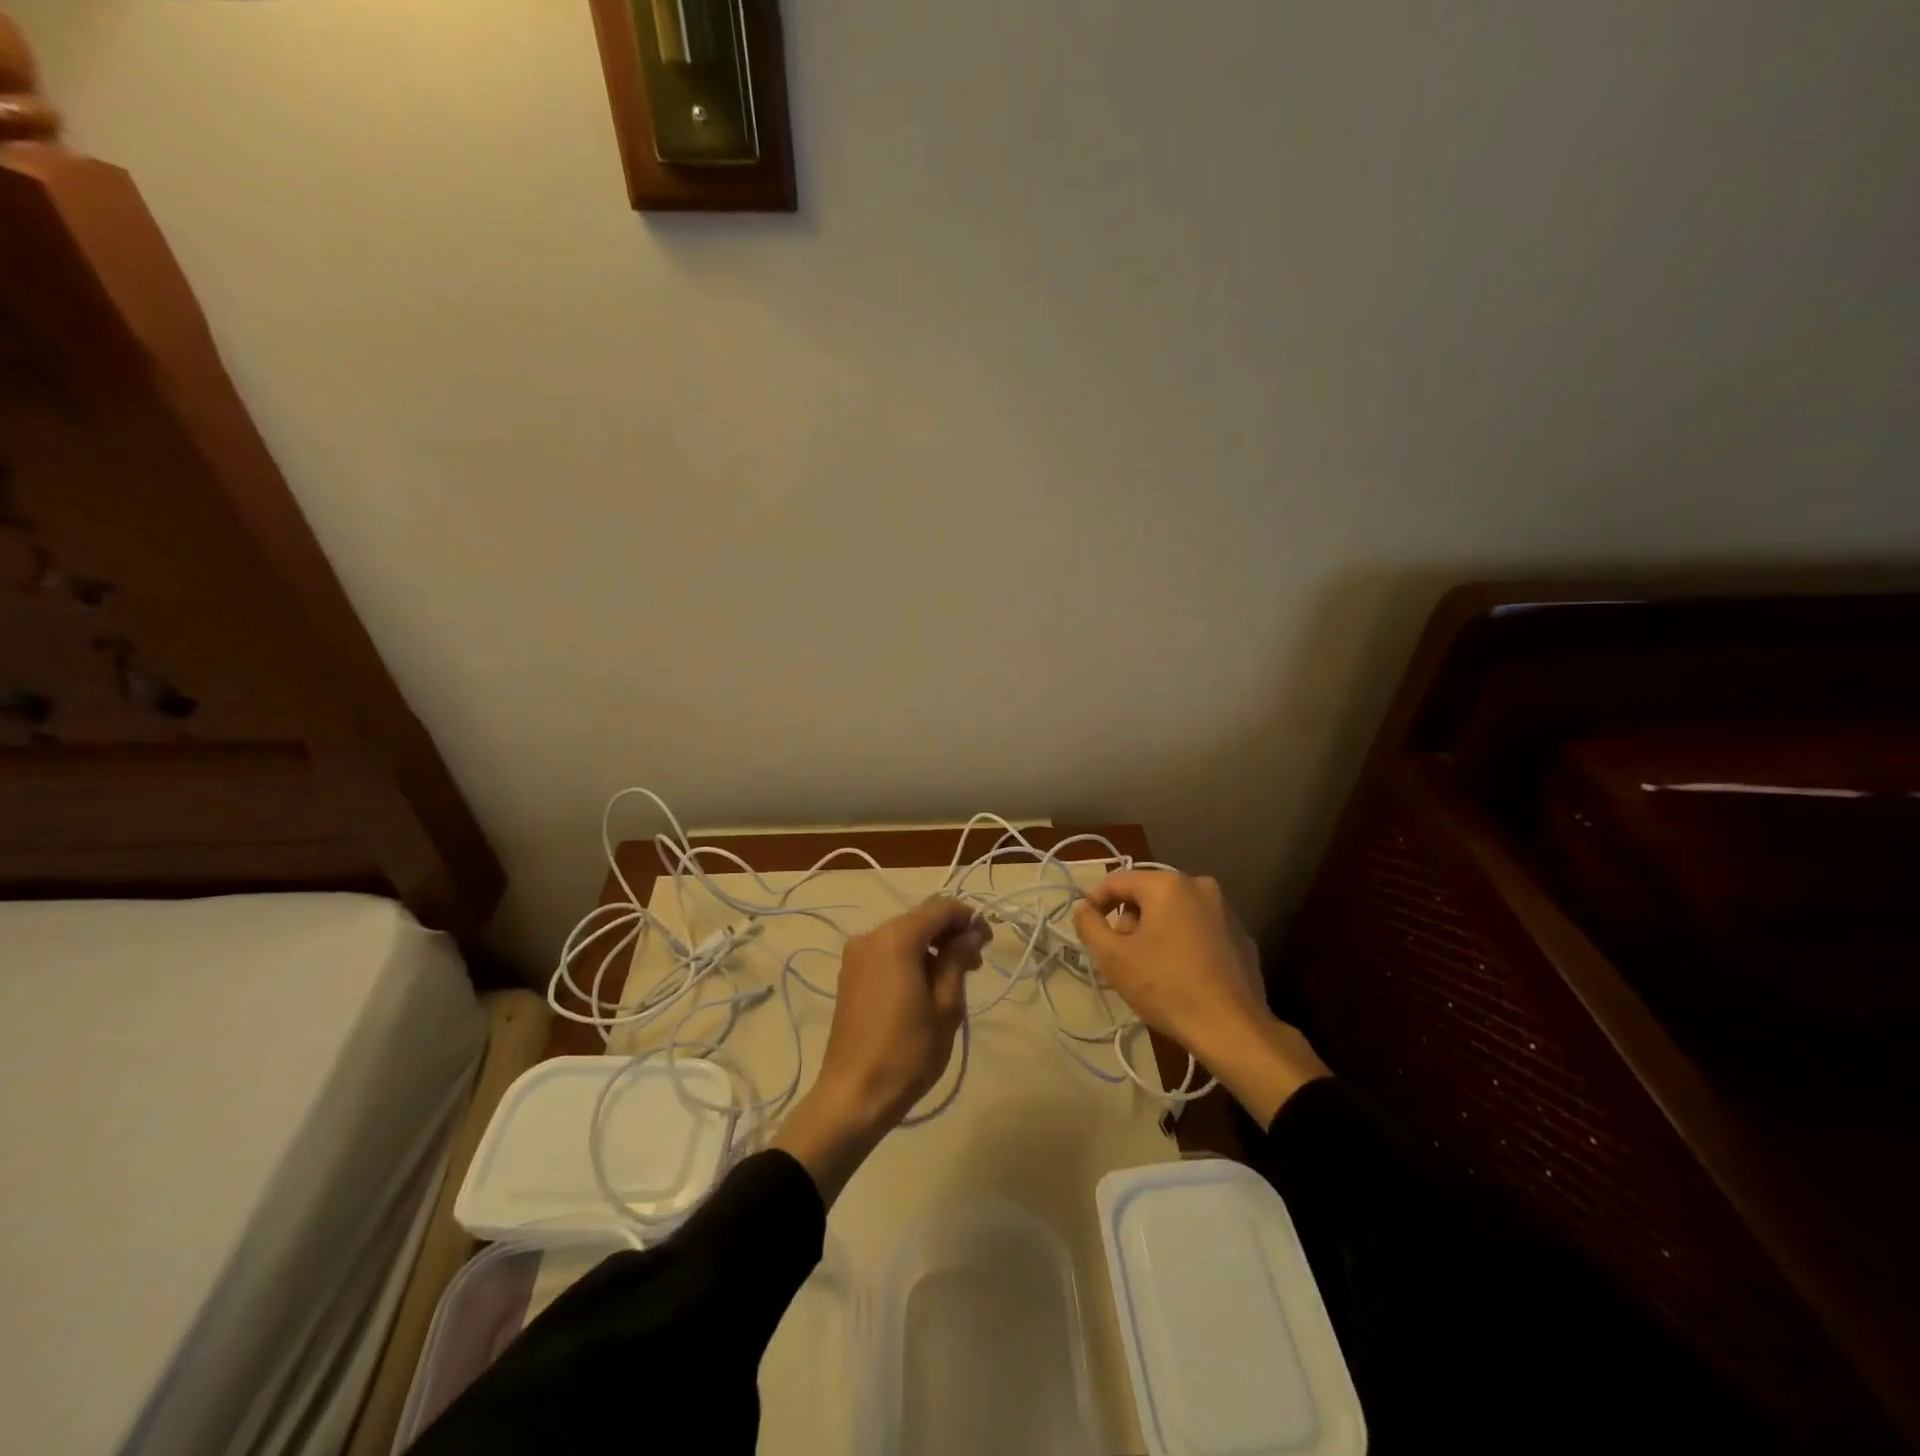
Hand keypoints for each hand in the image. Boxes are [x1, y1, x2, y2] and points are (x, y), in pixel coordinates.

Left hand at [773, 898, 988, 1202]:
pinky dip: (911, 959)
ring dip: (932, 948)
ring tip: (955, 978)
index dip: (967, 918)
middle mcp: (871, 936)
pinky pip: (887, 952)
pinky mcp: (850, 975)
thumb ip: (958, 959)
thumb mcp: (945, 1005)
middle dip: (950, 934)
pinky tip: (926, 986)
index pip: (940, 908)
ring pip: (903, 936)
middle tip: (976, 963)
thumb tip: (972, 931)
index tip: (988, 941)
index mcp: (895, 938)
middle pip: (919, 919)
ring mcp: (856, 955)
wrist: (853, 1095)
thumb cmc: (907, 1051)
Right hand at [1073, 871, 1329, 1124]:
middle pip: (1147, 894)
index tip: (1086, 929)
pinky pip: (1198, 928)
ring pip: (1174, 910)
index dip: (1095, 902)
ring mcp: (1225, 910)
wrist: (1231, 1028)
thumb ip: (1089, 925)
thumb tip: (1084, 909)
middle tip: (1120, 955)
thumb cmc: (1165, 986)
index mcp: (1167, 884)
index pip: (1117, 881)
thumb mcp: (1113, 957)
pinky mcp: (1241, 935)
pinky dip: (1182, 941)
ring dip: (1155, 930)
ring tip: (1149, 968)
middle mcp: (1199, 886)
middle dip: (1128, 920)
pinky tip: (1180, 974)